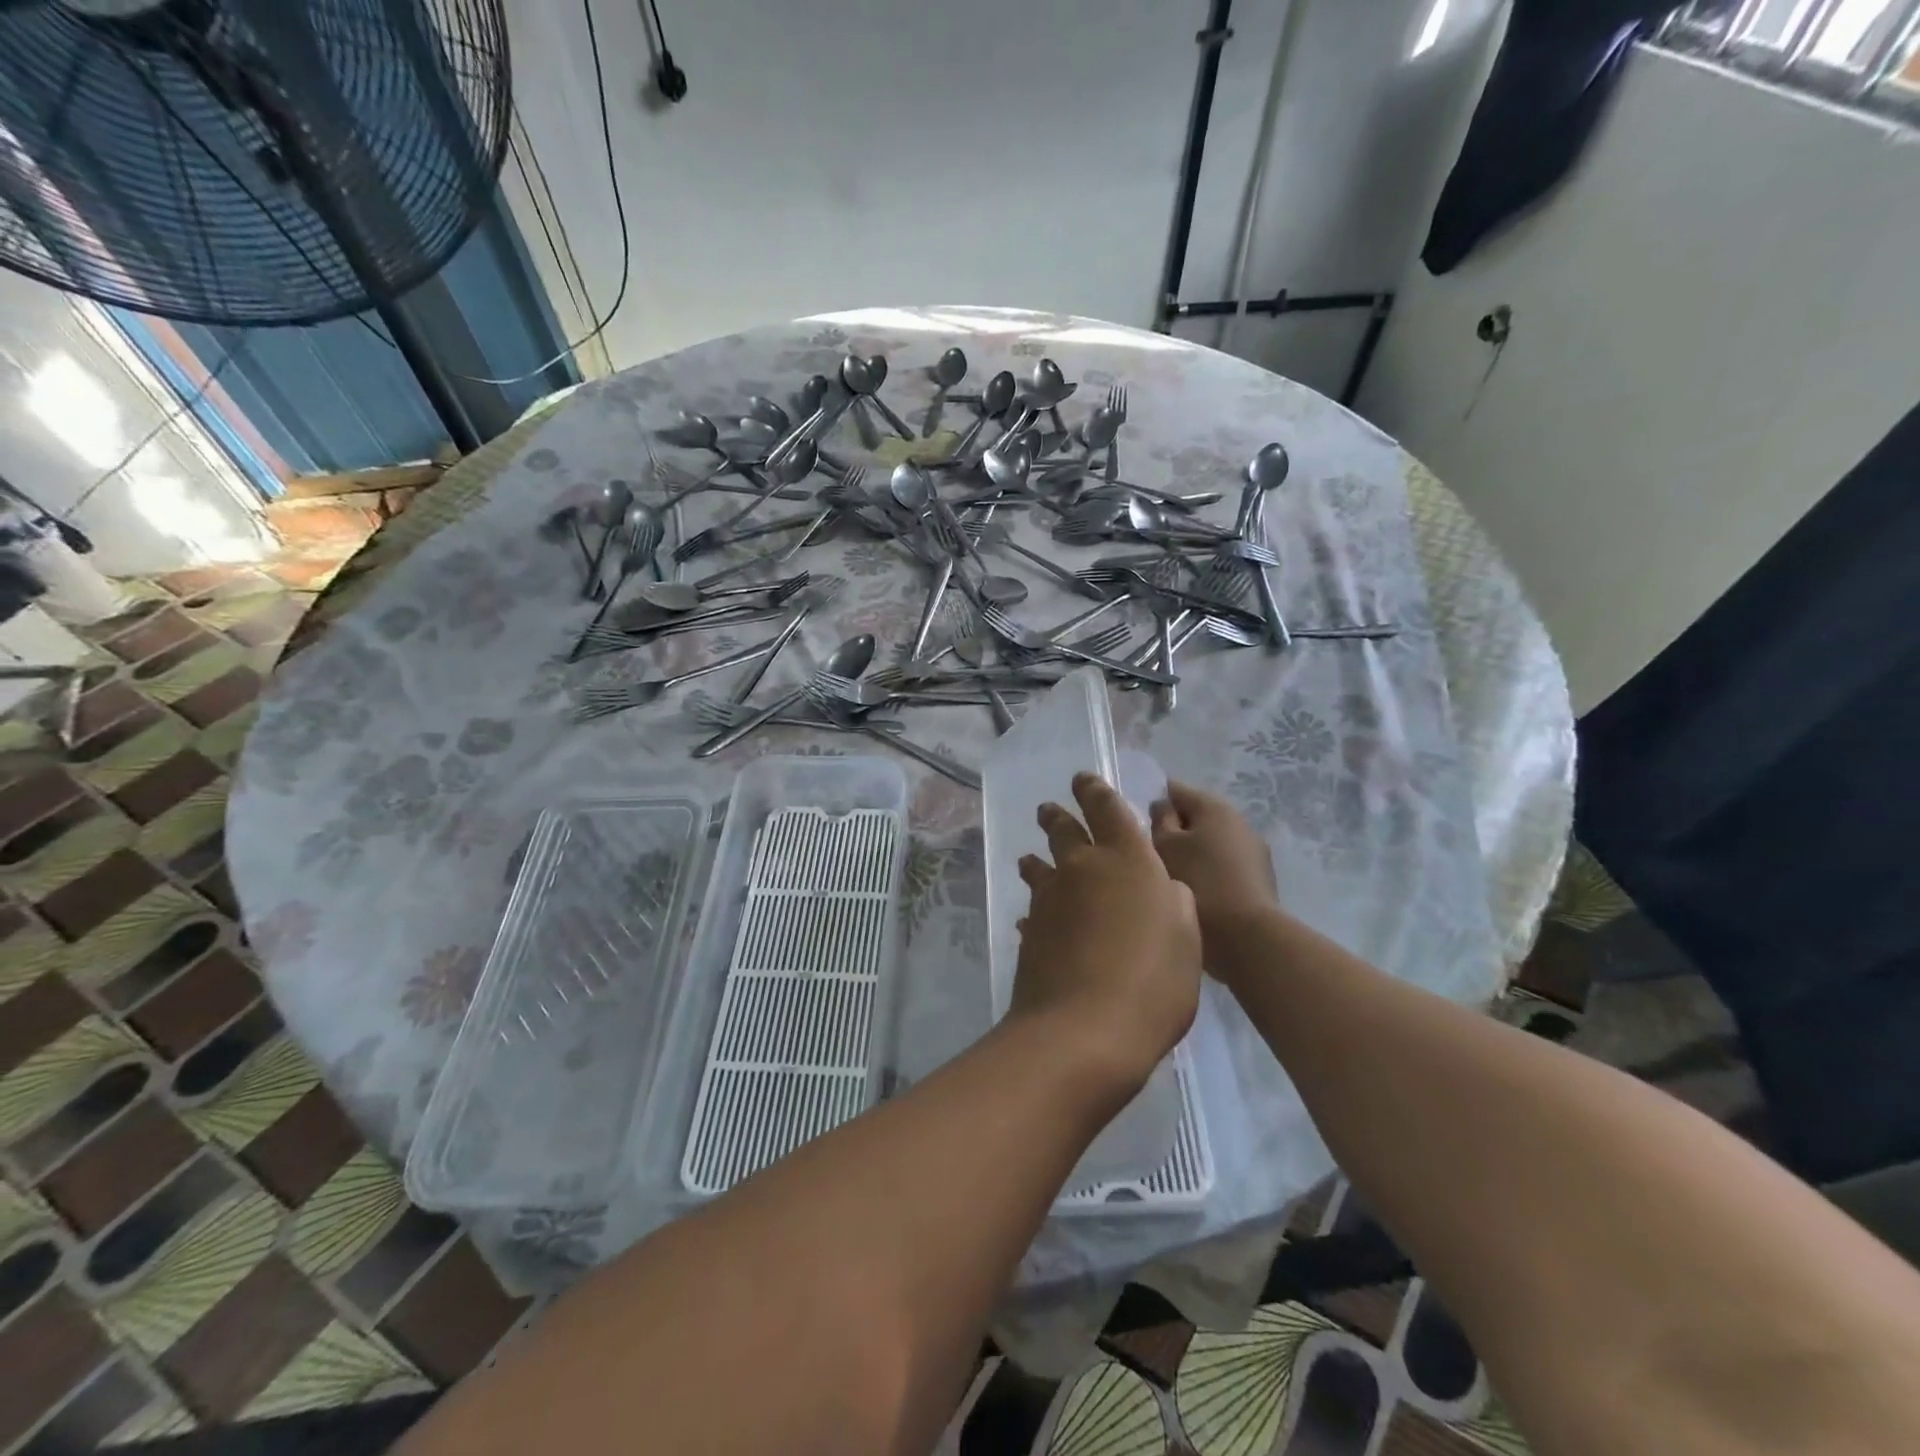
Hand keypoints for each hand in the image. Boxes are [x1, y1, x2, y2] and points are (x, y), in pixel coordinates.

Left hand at [1013, 773, 1201, 1094]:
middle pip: (1065, 831)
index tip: (1083, 779)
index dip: (1094, 791)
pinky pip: (1032, 911)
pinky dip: (1035, 910)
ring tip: (1030, 859)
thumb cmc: (1154, 978)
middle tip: (1049, 809)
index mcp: (1127, 859)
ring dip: (1037, 861)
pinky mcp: (1031, 933)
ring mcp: (1050, 900)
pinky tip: (1033, 920)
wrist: (1086, 1028)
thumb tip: (1162, 888)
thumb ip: (1175, 901)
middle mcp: (1082, 869)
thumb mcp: (1188, 936)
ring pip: (1040, 869)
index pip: (1107, 809)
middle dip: (1057, 816)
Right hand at [1149, 780, 1280, 952]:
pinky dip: (1206, 874)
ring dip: (1190, 855)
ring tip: (1168, 879)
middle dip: (1172, 832)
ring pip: (1209, 844)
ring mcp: (1253, 851)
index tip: (1133, 825)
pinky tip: (1192, 895)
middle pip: (1194, 817)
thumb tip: (1163, 807)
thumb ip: (1159, 820)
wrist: (1247, 937)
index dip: (1151, 802)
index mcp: (1213, 806)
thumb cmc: (1198, 882)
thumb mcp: (1164, 846)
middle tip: (1147, 855)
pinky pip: (1222, 867)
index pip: (1174, 789)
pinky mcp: (1258, 880)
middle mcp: (1238, 821)